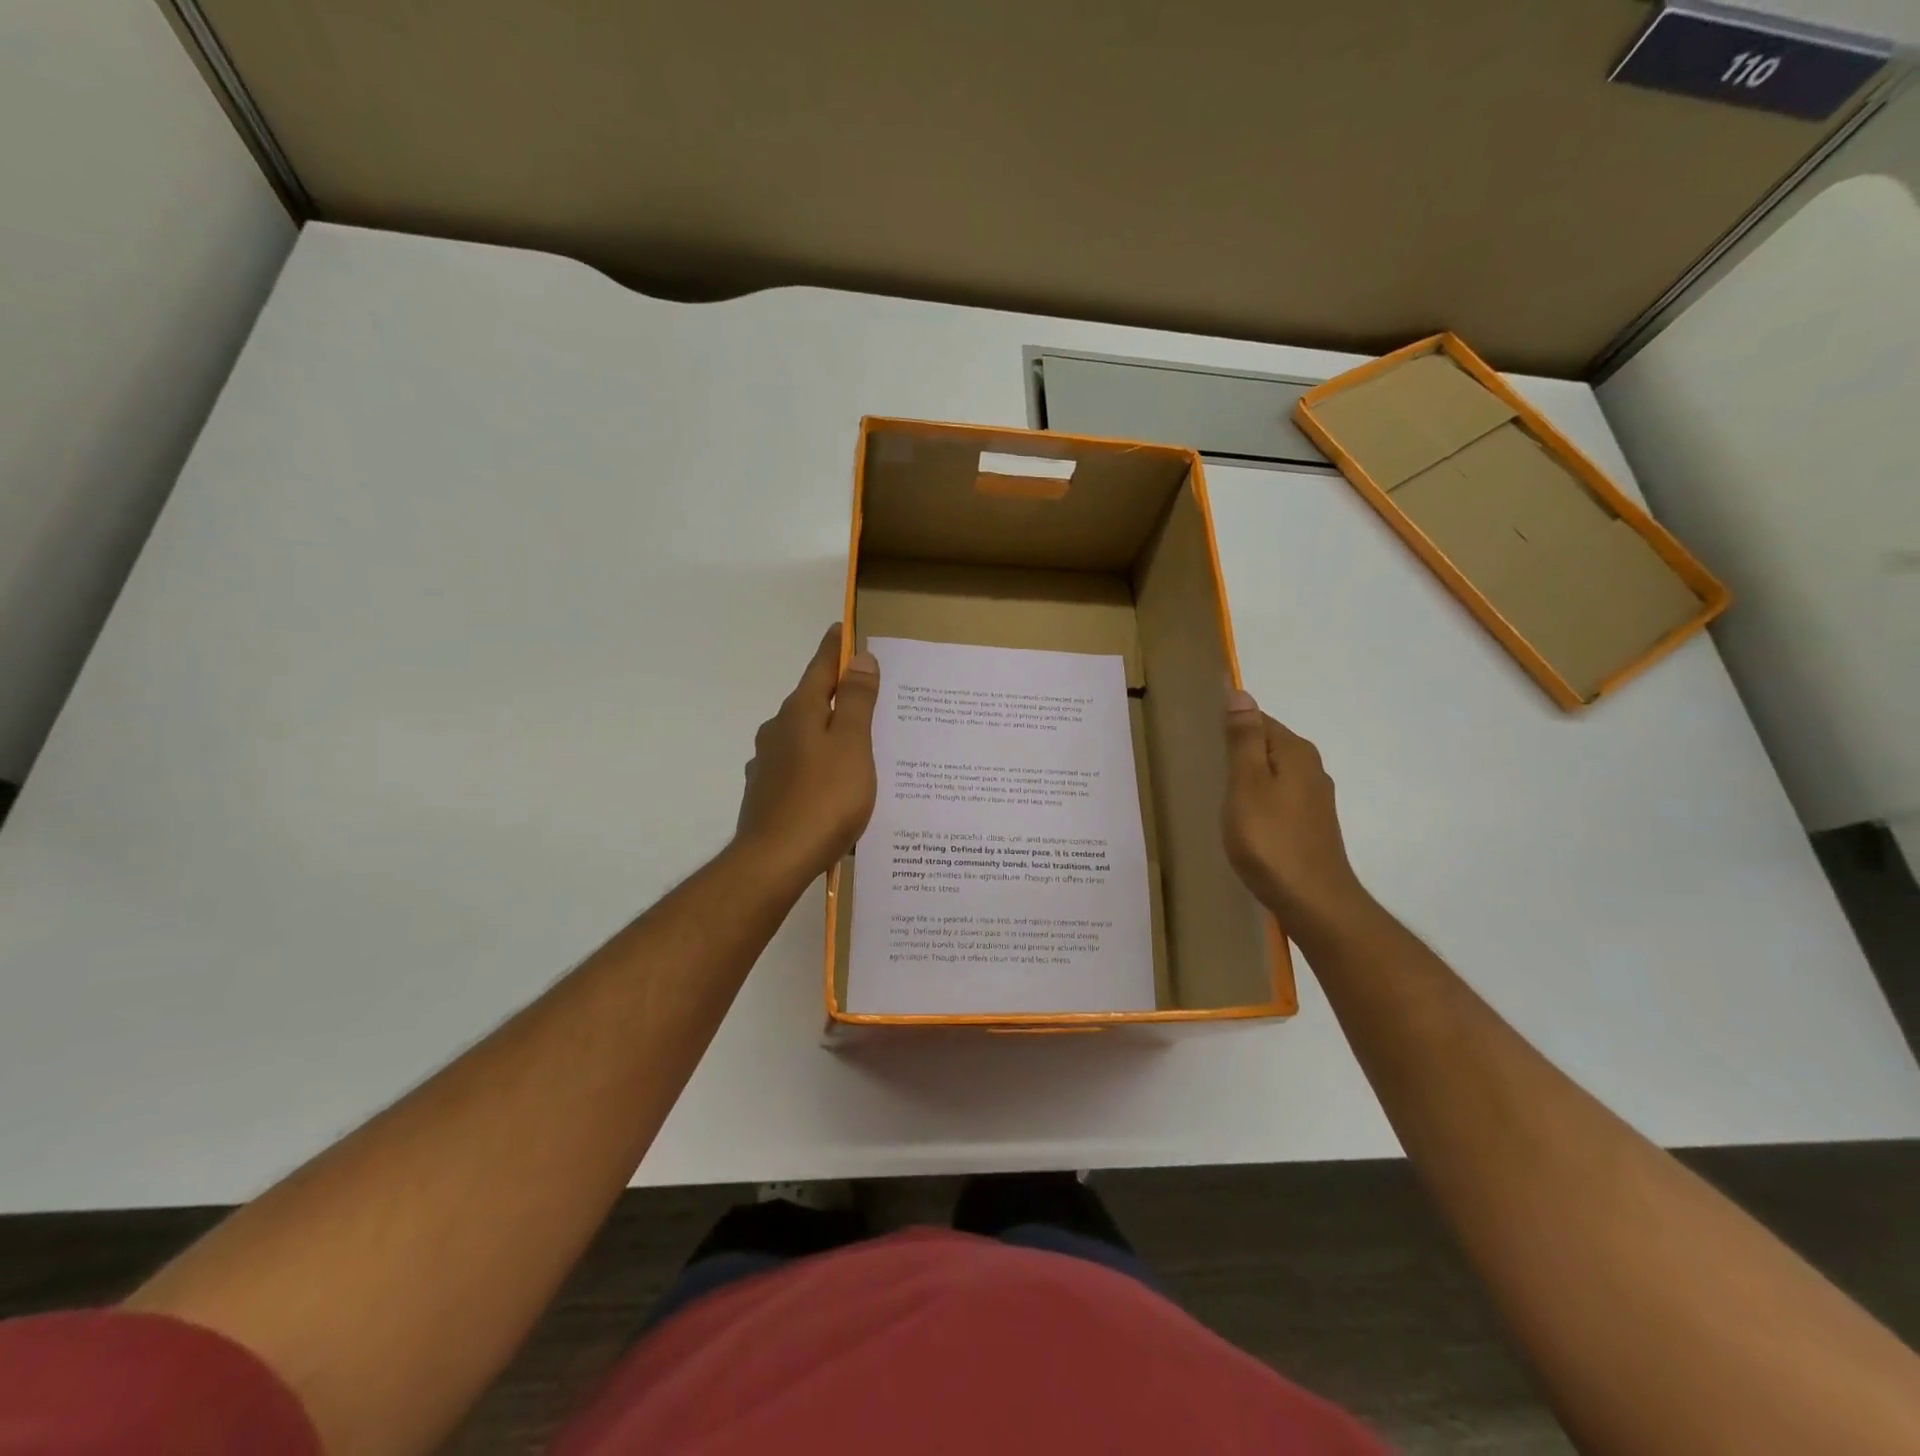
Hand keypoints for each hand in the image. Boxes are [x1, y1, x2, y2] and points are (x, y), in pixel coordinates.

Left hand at [734, 624, 879, 882]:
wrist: (774, 860)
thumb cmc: (824, 799)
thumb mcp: (851, 745)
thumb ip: (855, 701)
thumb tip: (858, 658)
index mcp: (799, 713)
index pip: (820, 669)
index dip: (835, 649)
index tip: (842, 629)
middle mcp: (777, 731)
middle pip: (809, 701)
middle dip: (833, 692)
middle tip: (862, 690)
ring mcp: (767, 763)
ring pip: (801, 735)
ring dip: (823, 731)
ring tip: (852, 742)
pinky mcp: (765, 793)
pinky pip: (796, 765)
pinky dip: (814, 762)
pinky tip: (828, 782)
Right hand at [1222, 689, 1370, 929]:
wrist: (1313, 902)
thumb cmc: (1270, 840)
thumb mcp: (1247, 784)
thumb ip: (1243, 739)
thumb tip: (1240, 693)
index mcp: (1296, 753)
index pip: (1260, 720)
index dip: (1231, 724)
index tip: (1201, 738)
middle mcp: (1312, 770)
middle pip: (1270, 746)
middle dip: (1240, 750)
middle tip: (1203, 764)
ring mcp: (1315, 801)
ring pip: (1275, 775)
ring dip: (1249, 778)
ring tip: (1217, 792)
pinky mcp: (1311, 827)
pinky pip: (1280, 799)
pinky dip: (1259, 801)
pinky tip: (1243, 819)